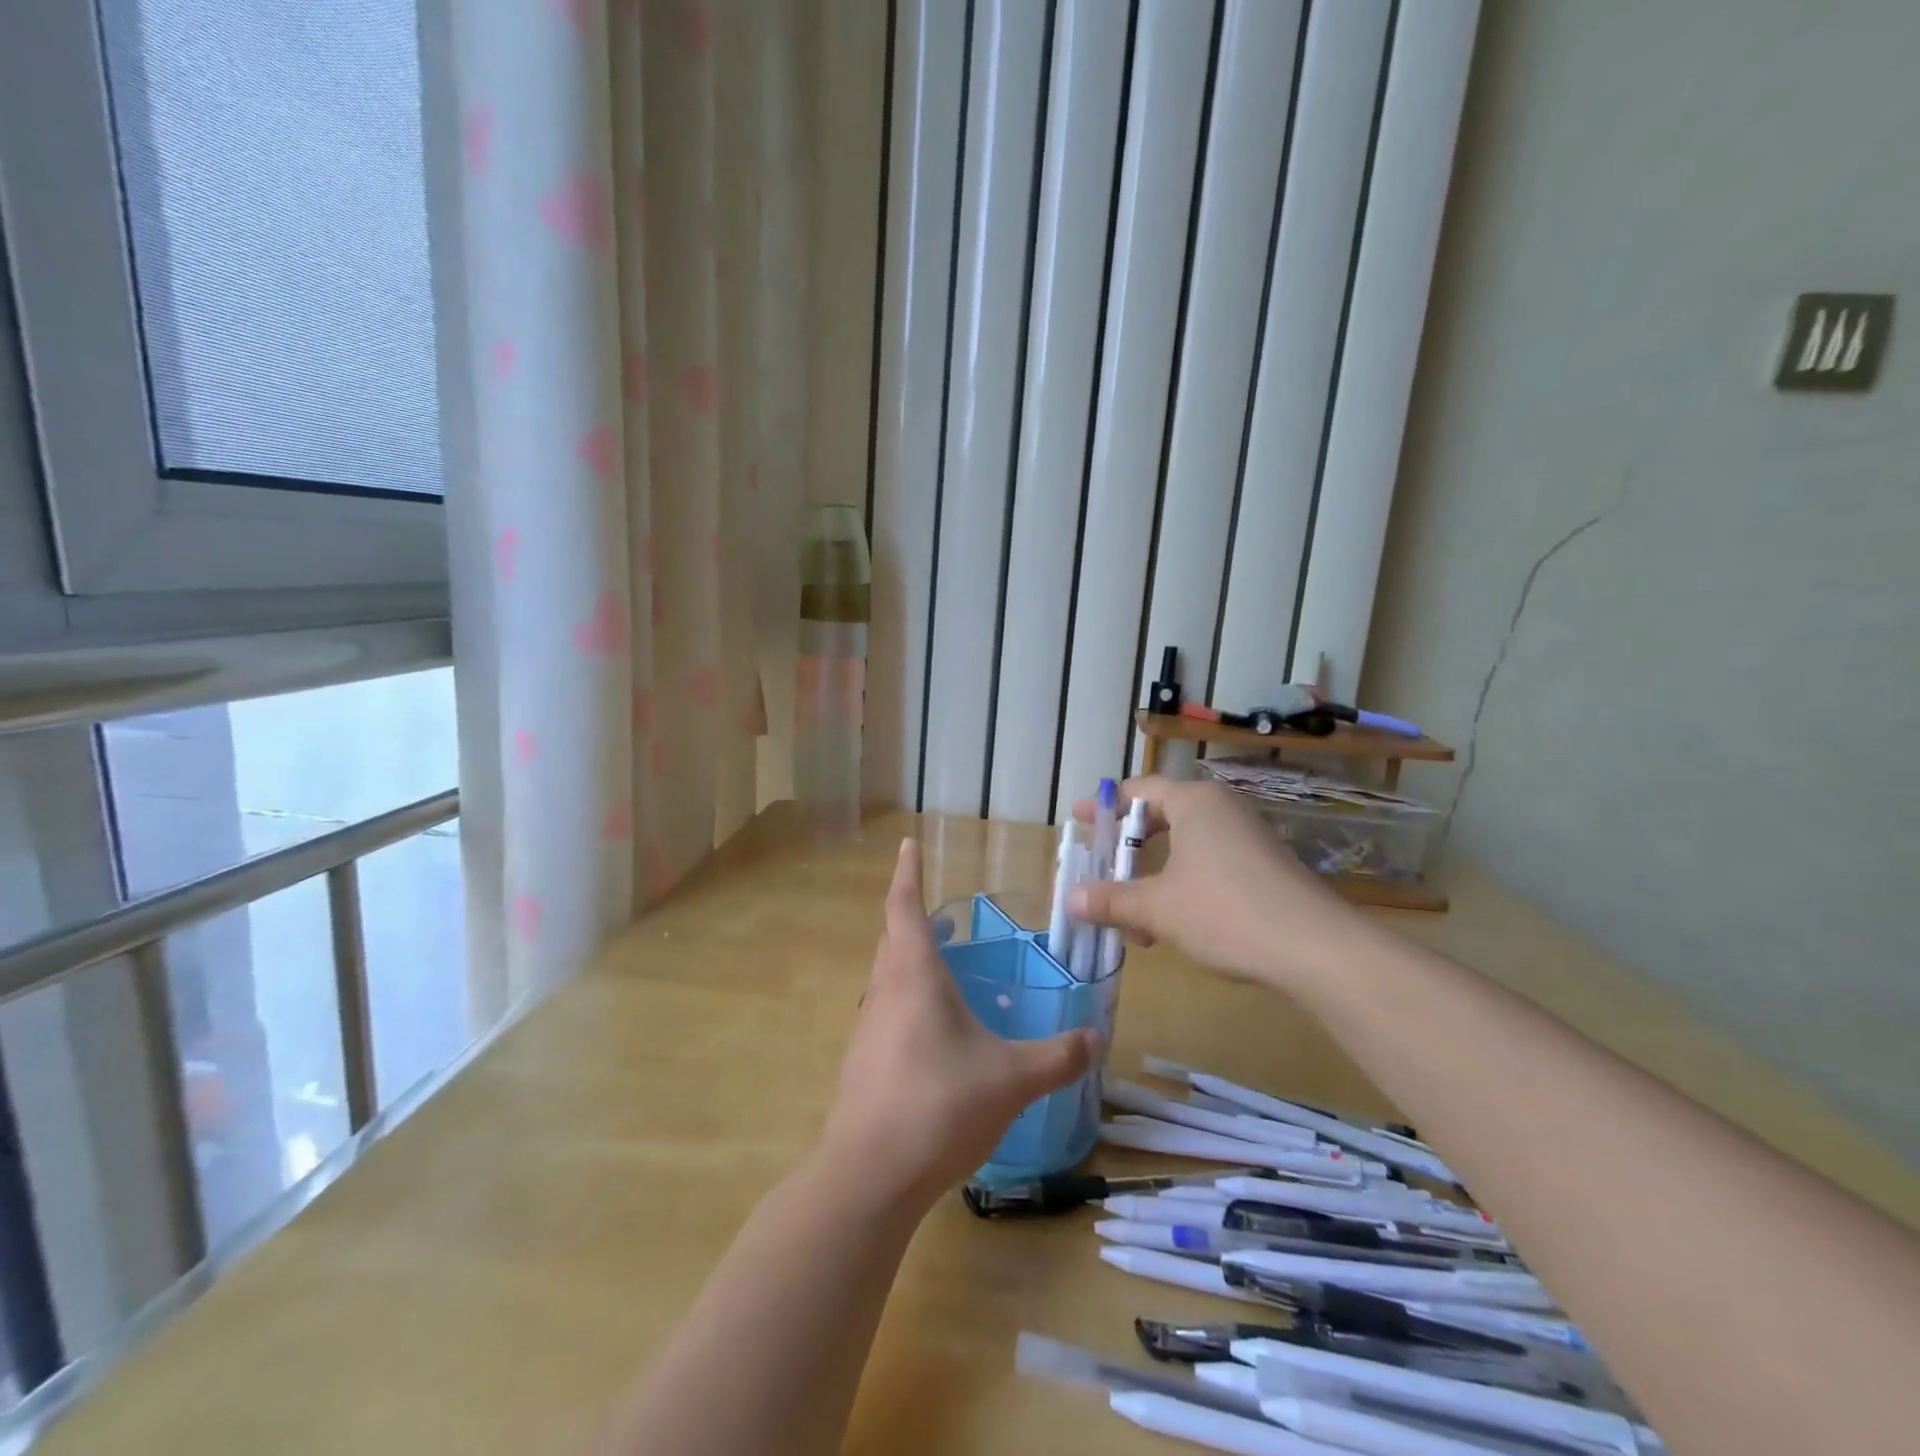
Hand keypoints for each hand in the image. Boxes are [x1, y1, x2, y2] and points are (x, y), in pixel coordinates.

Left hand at [819, 839, 1098, 1208]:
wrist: (868, 1176)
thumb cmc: (938, 1106)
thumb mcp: (1010, 1079)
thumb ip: (1056, 1058)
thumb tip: (1096, 1037)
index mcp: (914, 977)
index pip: (904, 907)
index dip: (907, 873)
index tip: (906, 844)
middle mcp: (884, 992)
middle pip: (892, 938)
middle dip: (912, 916)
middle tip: (940, 913)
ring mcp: (868, 1029)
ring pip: (887, 977)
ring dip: (909, 960)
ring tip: (943, 967)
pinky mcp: (863, 1063)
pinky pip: (886, 1012)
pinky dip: (907, 1000)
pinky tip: (934, 1033)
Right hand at [1069, 776, 1359, 990]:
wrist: (1317, 949)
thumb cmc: (1226, 911)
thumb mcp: (1158, 907)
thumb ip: (1111, 900)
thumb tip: (1070, 899)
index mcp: (1194, 802)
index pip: (1138, 791)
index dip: (1104, 807)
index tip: (1079, 821)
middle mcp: (1221, 810)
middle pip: (1160, 819)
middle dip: (1127, 852)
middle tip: (1101, 872)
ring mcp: (1246, 838)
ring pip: (1184, 849)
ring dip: (1152, 880)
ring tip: (1133, 920)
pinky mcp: (1263, 868)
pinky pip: (1208, 866)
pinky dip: (1181, 888)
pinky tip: (1172, 928)